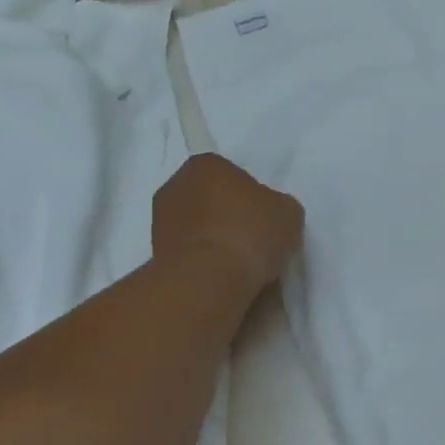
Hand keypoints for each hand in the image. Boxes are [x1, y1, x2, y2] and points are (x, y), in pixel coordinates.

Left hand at [151, 155, 303, 292]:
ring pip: (198, 227)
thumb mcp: (288, 211)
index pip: (232, 174)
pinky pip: (189, 253)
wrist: (210, 279)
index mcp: (205, 164)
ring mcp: (159, 222)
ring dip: (214, 240)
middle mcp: (175, 186)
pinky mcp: (155, 255)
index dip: (251, 196)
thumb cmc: (251, 231)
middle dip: (228, 215)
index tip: (264, 217)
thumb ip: (276, 206)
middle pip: (210, 199)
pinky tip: (224, 276)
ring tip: (240, 264)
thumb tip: (268, 216)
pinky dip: (204, 262)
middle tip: (253, 238)